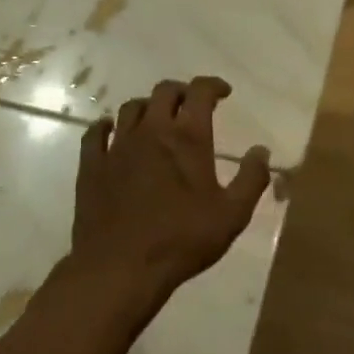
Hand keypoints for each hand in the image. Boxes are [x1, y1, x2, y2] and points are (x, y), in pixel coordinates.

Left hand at [68, 77, 269, 314]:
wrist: (120, 268)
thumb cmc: (181, 240)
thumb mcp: (232, 215)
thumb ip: (251, 179)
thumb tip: (261, 151)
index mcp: (187, 138)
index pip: (200, 92)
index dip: (213, 85)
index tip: (223, 92)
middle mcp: (151, 131)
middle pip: (164, 92)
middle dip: (181, 92)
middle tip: (191, 104)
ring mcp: (117, 146)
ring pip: (130, 108)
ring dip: (147, 106)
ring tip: (156, 118)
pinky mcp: (92, 166)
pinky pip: (95, 133)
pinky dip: (106, 126)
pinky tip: (110, 131)